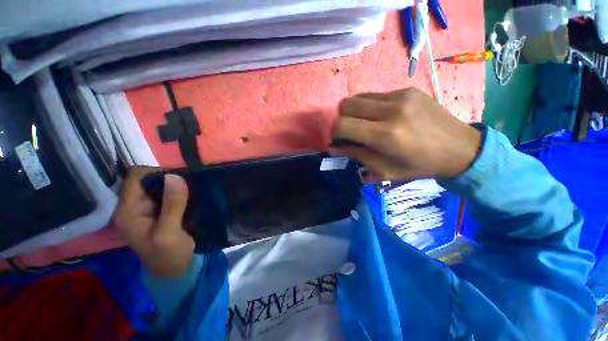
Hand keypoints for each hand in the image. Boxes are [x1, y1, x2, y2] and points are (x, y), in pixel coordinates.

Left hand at [112, 167, 193, 276]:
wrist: (174, 268)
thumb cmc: (169, 254)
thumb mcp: (170, 233)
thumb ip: (172, 205)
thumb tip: (175, 176)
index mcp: (127, 211)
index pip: (135, 177)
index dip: (156, 172)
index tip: (179, 179)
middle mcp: (131, 206)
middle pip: (145, 179)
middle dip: (166, 178)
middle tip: (187, 185)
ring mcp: (144, 208)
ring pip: (156, 185)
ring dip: (173, 184)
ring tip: (189, 189)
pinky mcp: (156, 210)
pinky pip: (165, 193)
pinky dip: (176, 190)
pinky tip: (187, 195)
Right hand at [332, 88, 481, 180]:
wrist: (460, 148)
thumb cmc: (420, 166)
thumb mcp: (384, 170)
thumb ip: (356, 155)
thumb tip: (335, 147)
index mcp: (385, 135)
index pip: (343, 125)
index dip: (334, 133)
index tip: (338, 140)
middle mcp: (391, 110)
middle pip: (346, 105)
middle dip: (341, 119)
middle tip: (349, 131)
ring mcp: (400, 96)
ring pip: (358, 96)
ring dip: (354, 111)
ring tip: (364, 123)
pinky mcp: (407, 90)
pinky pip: (374, 95)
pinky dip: (369, 106)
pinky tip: (379, 116)